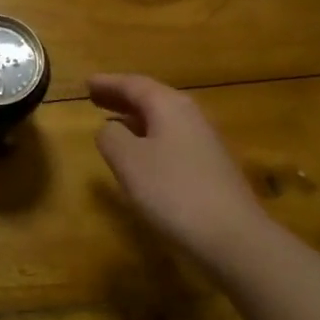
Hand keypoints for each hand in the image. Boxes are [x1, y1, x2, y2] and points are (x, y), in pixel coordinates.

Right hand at [90, 74, 267, 267]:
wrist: (232, 237)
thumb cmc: (173, 192)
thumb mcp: (129, 161)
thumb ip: (111, 137)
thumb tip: (109, 128)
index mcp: (170, 106)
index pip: (134, 84)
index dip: (108, 83)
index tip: (86, 82)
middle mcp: (190, 116)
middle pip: (151, 98)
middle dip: (121, 97)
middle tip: (94, 97)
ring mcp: (204, 142)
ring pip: (162, 120)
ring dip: (134, 118)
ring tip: (111, 122)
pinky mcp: (210, 168)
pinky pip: (171, 140)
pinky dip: (149, 138)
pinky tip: (140, 155)